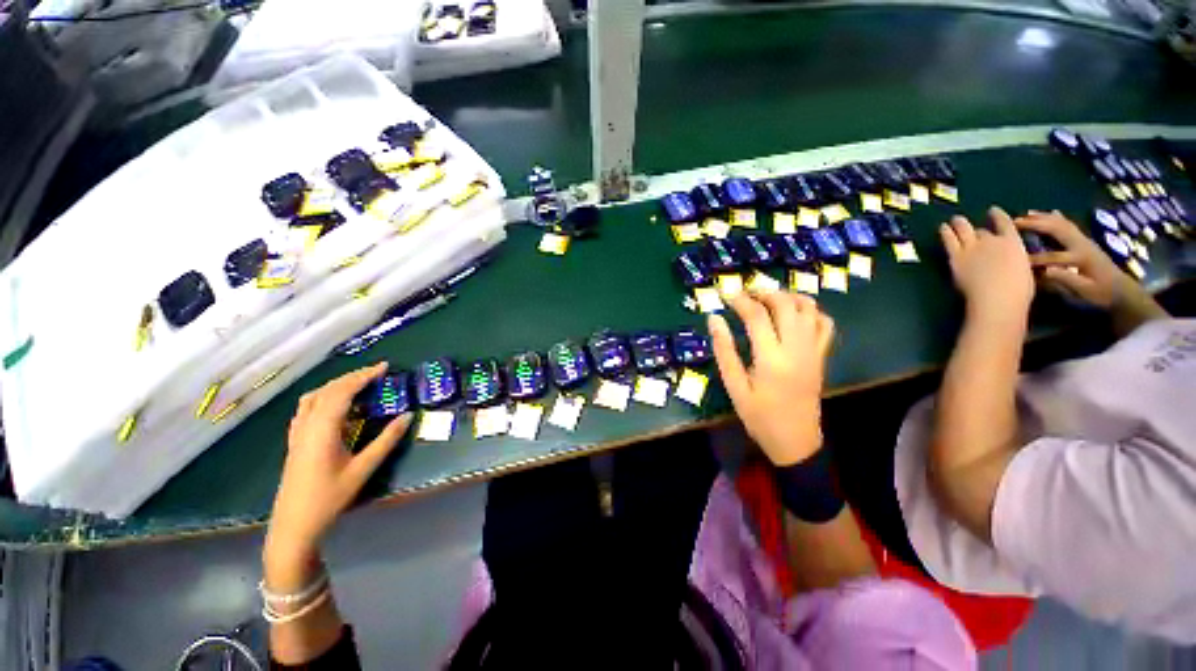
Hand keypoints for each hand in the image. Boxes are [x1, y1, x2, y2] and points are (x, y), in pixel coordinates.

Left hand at [266, 363, 410, 566]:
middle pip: (328, 390)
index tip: (385, 367)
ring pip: (314, 397)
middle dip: (353, 376)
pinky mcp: (295, 440)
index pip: (342, 391)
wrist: (294, 525)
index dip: (364, 376)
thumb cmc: (329, 498)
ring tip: (359, 383)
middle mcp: (307, 425)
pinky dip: (324, 397)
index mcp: (322, 429)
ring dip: (337, 385)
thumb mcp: (363, 469)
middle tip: (378, 372)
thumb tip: (408, 416)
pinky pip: (307, 408)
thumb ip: (386, 440)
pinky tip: (335, 405)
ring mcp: (298, 432)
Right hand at [708, 290, 833, 465]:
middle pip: (786, 304)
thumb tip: (713, 319)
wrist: (796, 440)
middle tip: (745, 293)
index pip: (756, 316)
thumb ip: (724, 350)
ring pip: (808, 308)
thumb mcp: (734, 386)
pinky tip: (793, 314)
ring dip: (787, 296)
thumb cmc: (759, 416)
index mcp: (771, 358)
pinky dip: (810, 310)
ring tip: (766, 299)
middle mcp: (797, 348)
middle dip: (763, 292)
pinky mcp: (822, 355)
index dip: (739, 300)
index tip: (725, 294)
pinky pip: (824, 323)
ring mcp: (814, 350)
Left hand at [939, 207, 1033, 325]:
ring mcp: (973, 247)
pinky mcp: (956, 257)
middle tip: (969, 223)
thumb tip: (1009, 261)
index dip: (998, 216)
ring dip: (958, 224)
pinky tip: (943, 228)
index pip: (1006, 224)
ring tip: (953, 220)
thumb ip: (1014, 261)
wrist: (996, 298)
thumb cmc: (1016, 291)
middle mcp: (993, 241)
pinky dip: (946, 232)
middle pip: (982, 231)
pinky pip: (950, 240)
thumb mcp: (1024, 270)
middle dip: (977, 229)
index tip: (993, 210)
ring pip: (964, 230)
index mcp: (1013, 243)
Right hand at [1015, 210, 1140, 307]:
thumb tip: (1045, 271)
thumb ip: (1067, 279)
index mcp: (1080, 257)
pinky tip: (1050, 213)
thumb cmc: (1102, 293)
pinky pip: (1068, 224)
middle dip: (1035, 225)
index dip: (1032, 259)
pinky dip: (1057, 217)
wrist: (1122, 289)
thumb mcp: (1085, 291)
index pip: (1052, 256)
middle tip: (1013, 222)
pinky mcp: (1084, 240)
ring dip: (1043, 217)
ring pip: (1062, 224)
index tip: (1014, 260)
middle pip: (1057, 230)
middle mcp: (1081, 244)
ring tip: (1025, 214)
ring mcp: (1084, 240)